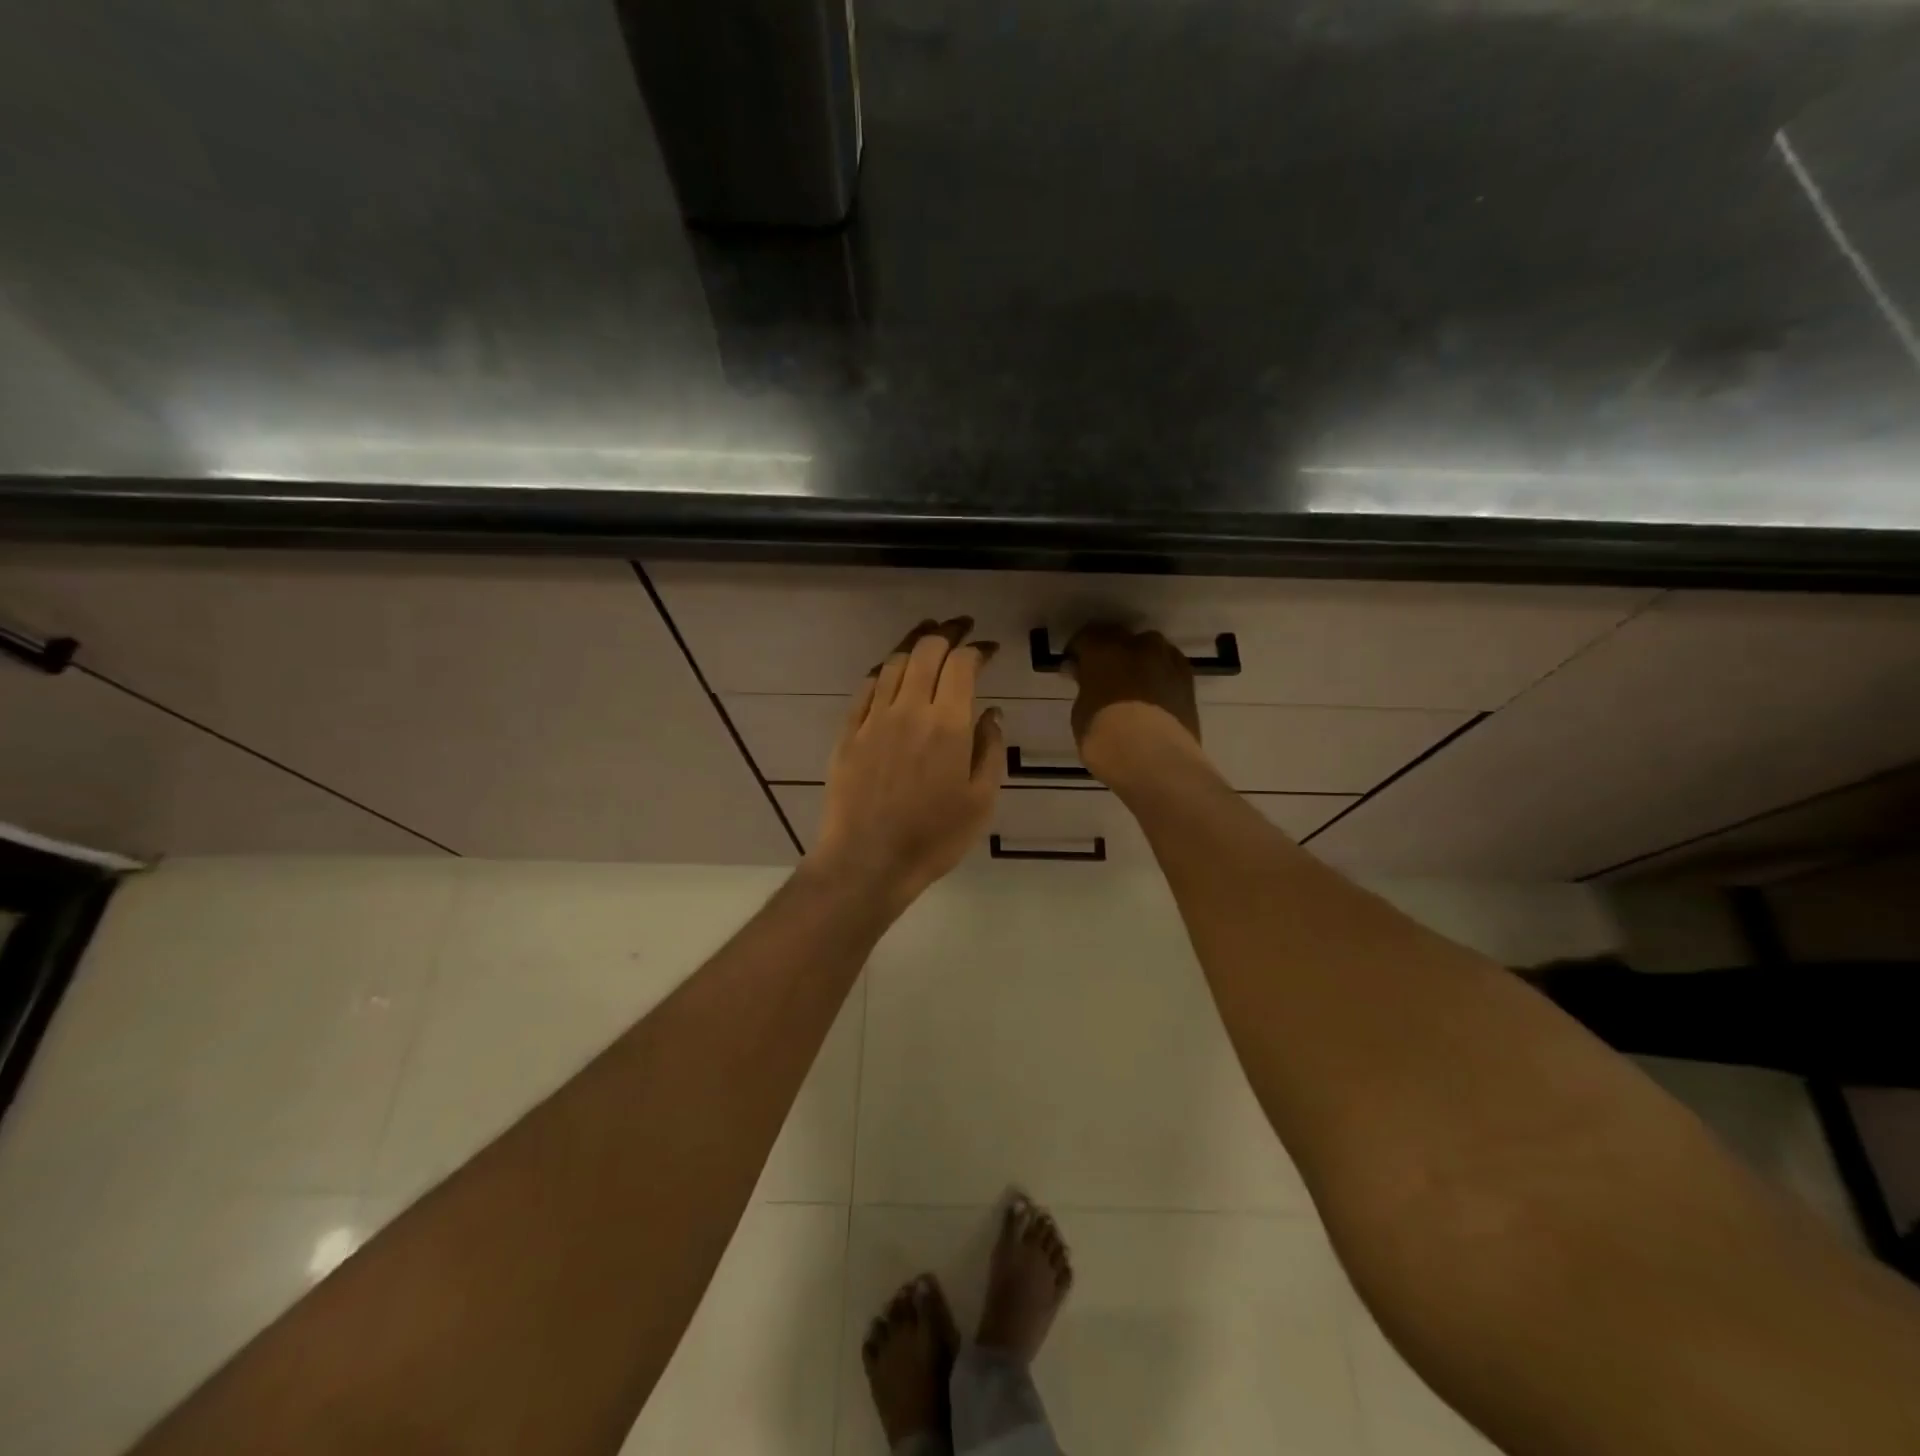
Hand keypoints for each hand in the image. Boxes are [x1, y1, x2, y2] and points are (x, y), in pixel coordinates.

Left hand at [809, 618, 1004, 909]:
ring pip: (893, 663)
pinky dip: (883, 670)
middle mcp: (909, 709)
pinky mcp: (848, 732)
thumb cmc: (933, 837)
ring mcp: (874, 719)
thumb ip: (991, 749)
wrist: (867, 861)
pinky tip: (891, 670)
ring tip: (928, 635)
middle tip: (961, 628)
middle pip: (925, 651)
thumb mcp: (981, 800)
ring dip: (913, 643)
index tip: (990, 650)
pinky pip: (866, 688)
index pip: (962, 665)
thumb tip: (991, 712)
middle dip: (947, 632)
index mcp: (948, 724)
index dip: (978, 649)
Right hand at [1065, 623, 1208, 789]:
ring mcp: (1167, 661)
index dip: (1078, 653)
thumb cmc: (1106, 738)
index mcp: (1104, 649)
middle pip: (1121, 639)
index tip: (1073, 669)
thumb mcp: (1081, 714)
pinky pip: (1168, 669)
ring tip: (1131, 687)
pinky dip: (1158, 677)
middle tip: (1102, 677)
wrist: (1157, 761)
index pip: (1086, 638)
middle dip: (1110, 653)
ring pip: (1149, 651)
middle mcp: (1138, 646)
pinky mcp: (1188, 681)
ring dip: (1138, 663)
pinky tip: (1152, 697)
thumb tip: (1082, 674)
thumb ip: (1084, 687)